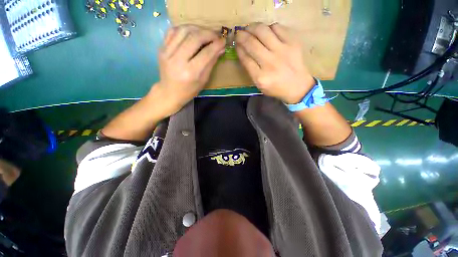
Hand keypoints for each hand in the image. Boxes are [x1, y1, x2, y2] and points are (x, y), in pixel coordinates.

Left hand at [152, 25, 225, 115]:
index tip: (223, 41)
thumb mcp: (203, 80)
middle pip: (195, 38)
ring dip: (197, 28)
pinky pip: (173, 31)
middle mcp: (178, 61)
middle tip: (216, 35)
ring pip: (184, 30)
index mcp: (191, 73)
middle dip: (208, 34)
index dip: (216, 44)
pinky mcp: (161, 48)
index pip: (206, 53)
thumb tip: (221, 48)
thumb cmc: (189, 90)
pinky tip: (191, 33)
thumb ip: (211, 63)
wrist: (169, 92)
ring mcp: (167, 53)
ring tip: (205, 33)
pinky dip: (184, 28)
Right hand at [235, 23, 314, 103]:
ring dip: (252, 27)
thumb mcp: (260, 85)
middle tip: (239, 33)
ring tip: (249, 28)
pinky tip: (266, 31)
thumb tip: (243, 51)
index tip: (236, 44)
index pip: (245, 58)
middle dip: (242, 36)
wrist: (297, 86)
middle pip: (251, 44)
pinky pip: (277, 27)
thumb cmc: (276, 88)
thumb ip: (250, 70)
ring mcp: (282, 51)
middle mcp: (270, 63)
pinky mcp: (292, 43)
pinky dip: (268, 27)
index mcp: (260, 77)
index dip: (239, 49)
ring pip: (262, 31)